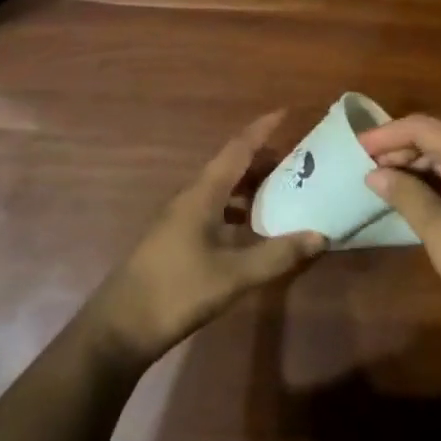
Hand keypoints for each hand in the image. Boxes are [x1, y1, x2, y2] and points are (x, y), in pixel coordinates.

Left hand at [86, 112, 327, 368]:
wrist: (120, 327)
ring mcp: (180, 219)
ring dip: (250, 185)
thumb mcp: (234, 275)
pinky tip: (252, 228)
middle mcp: (191, 197)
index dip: (262, 129)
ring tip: (282, 191)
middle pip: (230, 166)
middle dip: (263, 159)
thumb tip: (320, 235)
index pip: (237, 149)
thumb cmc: (177, 291)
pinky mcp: (176, 239)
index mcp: (203, 194)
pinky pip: (214, 209)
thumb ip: (277, 255)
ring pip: (221, 189)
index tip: (285, 112)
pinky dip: (237, 208)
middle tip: (298, 161)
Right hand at [359, 114, 440, 356]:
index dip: (386, 134)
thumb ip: (404, 194)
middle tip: (367, 170)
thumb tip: (375, 173)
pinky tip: (419, 198)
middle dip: (401, 150)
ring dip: (419, 167)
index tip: (356, 149)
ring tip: (386, 185)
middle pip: (438, 137)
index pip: (422, 126)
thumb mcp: (439, 230)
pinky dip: (439, 181)